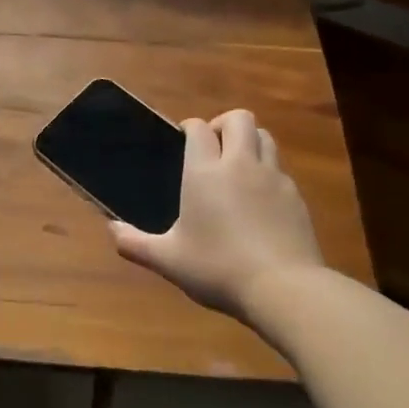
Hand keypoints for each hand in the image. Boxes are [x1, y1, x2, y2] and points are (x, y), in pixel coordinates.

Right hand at [110, 109, 322, 318]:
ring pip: (265, 137)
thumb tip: (111, 229)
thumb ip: (135, 243)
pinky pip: (280, 169)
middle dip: (223, 124)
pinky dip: (267, 172)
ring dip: (248, 142)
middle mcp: (240, 165)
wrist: (284, 288)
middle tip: (212, 146)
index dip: (189, 127)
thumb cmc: (218, 268)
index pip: (199, 128)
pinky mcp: (296, 197)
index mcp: (205, 172)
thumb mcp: (168, 260)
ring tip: (236, 166)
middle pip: (239, 119)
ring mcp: (273, 178)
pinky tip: (258, 200)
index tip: (182, 139)